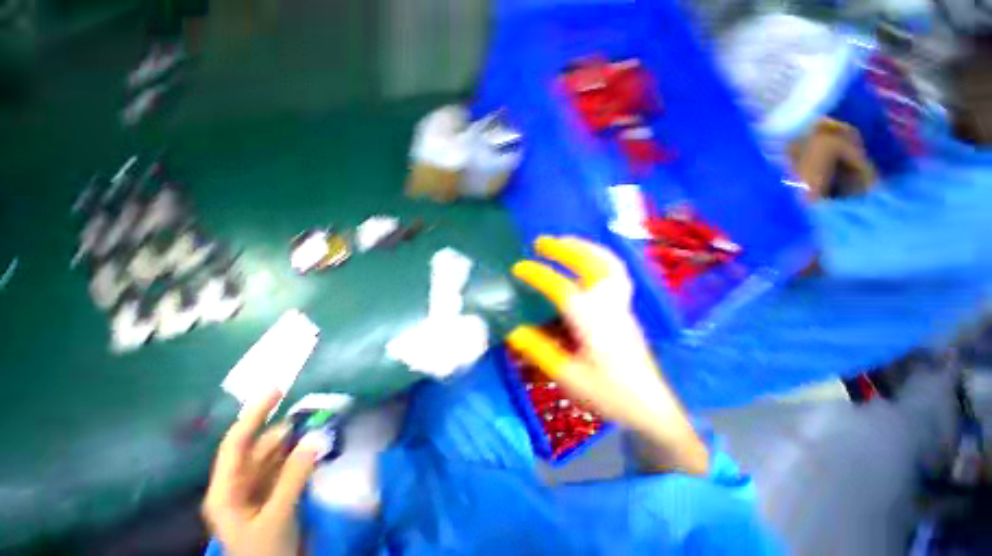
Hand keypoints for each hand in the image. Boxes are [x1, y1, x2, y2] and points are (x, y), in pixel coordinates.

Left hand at [203, 391, 317, 555]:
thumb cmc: (265, 552)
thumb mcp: (277, 516)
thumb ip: (294, 476)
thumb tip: (315, 437)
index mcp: (225, 491)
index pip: (236, 444)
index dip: (253, 415)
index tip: (277, 390)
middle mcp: (237, 485)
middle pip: (258, 448)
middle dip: (282, 429)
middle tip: (309, 413)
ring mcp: (256, 490)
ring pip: (274, 456)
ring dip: (294, 441)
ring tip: (316, 428)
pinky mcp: (274, 494)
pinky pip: (286, 466)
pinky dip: (300, 455)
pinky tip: (315, 448)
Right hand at [507, 236, 708, 474]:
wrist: (650, 407)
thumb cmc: (608, 394)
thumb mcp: (567, 376)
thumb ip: (539, 350)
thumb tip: (513, 330)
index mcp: (591, 320)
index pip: (560, 288)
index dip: (537, 274)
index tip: (518, 267)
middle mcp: (608, 305)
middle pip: (590, 264)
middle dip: (564, 248)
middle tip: (541, 242)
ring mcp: (621, 304)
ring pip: (607, 264)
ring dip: (584, 247)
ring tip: (565, 241)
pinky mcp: (625, 309)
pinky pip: (615, 272)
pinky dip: (599, 258)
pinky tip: (588, 260)